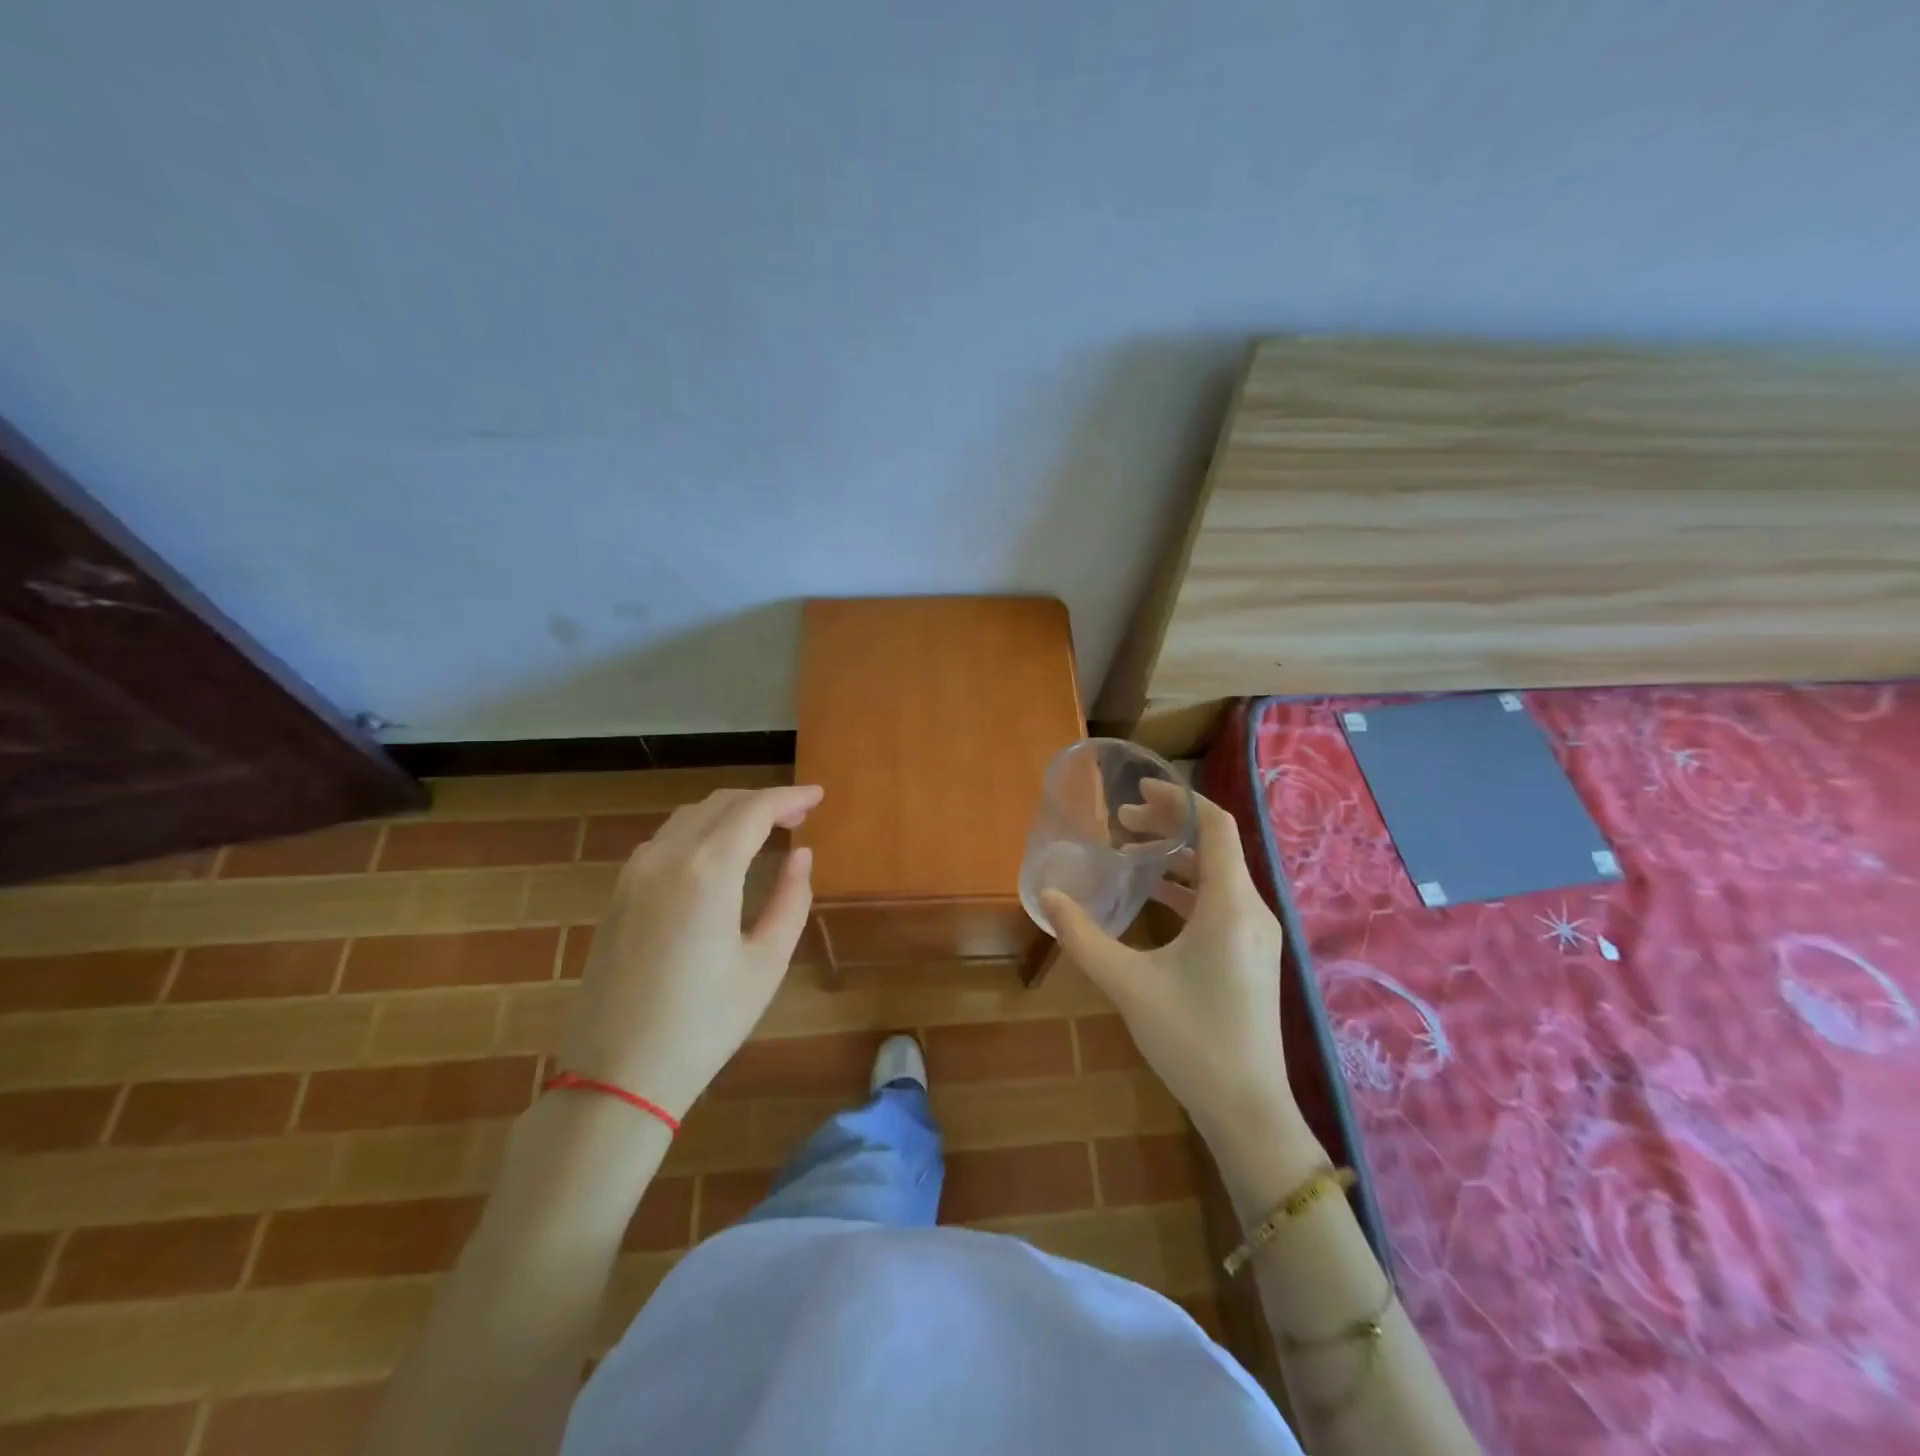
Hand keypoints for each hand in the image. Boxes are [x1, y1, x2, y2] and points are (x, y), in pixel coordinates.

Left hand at [556, 785, 821, 1119]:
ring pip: (689, 817)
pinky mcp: (618, 894)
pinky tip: (717, 853)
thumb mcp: (766, 963)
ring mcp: (634, 873)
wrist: (616, 1075)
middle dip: (763, 801)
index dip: (790, 797)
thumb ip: (791, 899)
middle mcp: (666, 857)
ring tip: (764, 829)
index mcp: (707, 871)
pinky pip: (665, 840)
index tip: (818, 796)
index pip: (754, 810)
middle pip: (720, 804)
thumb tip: (800, 854)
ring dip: (729, 812)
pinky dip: (699, 830)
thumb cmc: (705, 1023)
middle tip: (799, 814)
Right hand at [1042, 787, 1296, 1144]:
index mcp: (1230, 905)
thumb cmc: (1191, 1039)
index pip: (1214, 826)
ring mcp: (1257, 934)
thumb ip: (1082, 936)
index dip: (1178, 798)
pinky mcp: (1252, 954)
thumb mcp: (1127, 984)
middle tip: (1121, 820)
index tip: (1137, 789)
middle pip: (1215, 844)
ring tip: (1130, 852)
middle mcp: (1252, 909)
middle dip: (1169, 823)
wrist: (1247, 1109)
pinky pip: (1221, 900)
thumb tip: (1048, 896)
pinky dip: (1187, 885)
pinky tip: (1154, 896)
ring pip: (1218, 873)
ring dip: (1177, 855)